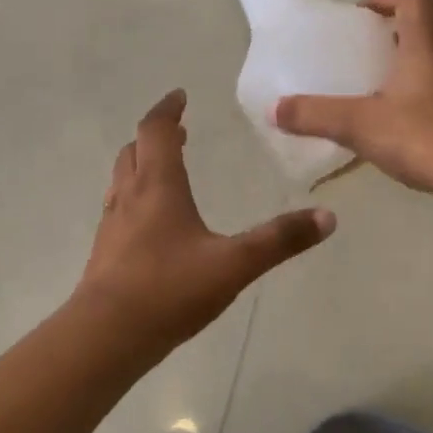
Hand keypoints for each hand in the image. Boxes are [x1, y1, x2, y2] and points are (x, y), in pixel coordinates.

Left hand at [76, 90, 334, 348]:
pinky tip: (150, 224)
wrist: (106, 335)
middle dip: (155, 136)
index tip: (180, 97)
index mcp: (158, 187)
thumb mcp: (233, 264)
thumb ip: (279, 240)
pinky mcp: (105, 252)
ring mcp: (112, 225)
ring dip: (142, 165)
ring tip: (163, 170)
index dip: (167, 110)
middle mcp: (130, 197)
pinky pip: (118, 209)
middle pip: (135, 151)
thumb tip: (327, 217)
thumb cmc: (169, 290)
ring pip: (122, 180)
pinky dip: (135, 197)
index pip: (155, 131)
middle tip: (177, 132)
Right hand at [274, 0, 432, 233]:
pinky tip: (406, 133)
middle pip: (425, 32)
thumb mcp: (360, 125)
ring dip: (411, 73)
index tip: (361, 14)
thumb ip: (316, 116)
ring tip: (380, 99)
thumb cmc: (425, 137)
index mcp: (428, 45)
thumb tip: (274, 110)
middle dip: (393, 40)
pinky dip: (427, 104)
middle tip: (362, 61)